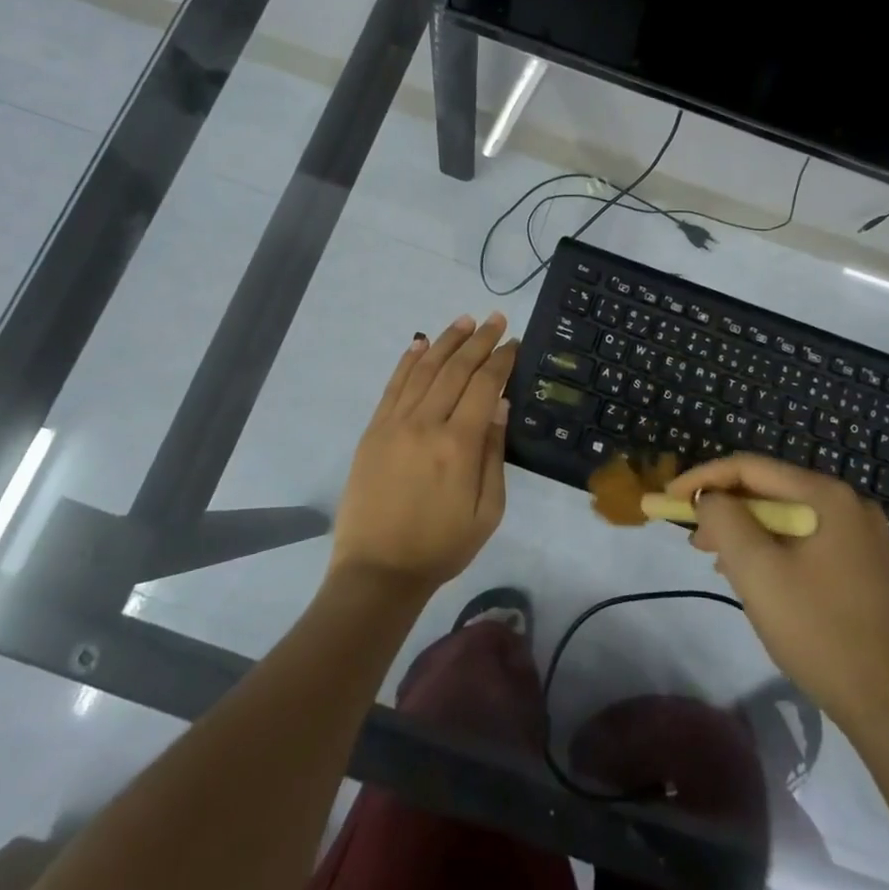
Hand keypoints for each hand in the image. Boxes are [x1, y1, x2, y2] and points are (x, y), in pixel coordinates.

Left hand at [329, 314, 518, 599]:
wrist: (378, 570)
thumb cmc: (442, 546)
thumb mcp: (487, 511)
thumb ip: (494, 454)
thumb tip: (500, 405)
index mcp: (458, 444)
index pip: (484, 385)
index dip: (501, 359)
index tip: (515, 341)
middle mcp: (426, 423)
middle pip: (456, 369)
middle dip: (479, 340)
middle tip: (496, 319)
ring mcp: (395, 423)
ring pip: (424, 369)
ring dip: (446, 340)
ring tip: (465, 319)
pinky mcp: (374, 430)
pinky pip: (393, 385)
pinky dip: (408, 360)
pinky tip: (420, 343)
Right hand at [672, 453, 888, 726]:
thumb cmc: (817, 630)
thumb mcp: (757, 570)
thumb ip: (724, 519)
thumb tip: (709, 498)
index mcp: (826, 495)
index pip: (750, 467)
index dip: (702, 478)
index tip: (668, 499)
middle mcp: (848, 504)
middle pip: (769, 490)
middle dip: (724, 509)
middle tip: (691, 538)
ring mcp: (860, 536)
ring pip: (785, 518)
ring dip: (745, 532)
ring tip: (715, 560)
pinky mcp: (862, 565)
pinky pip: (804, 541)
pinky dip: (771, 550)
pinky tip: (753, 576)